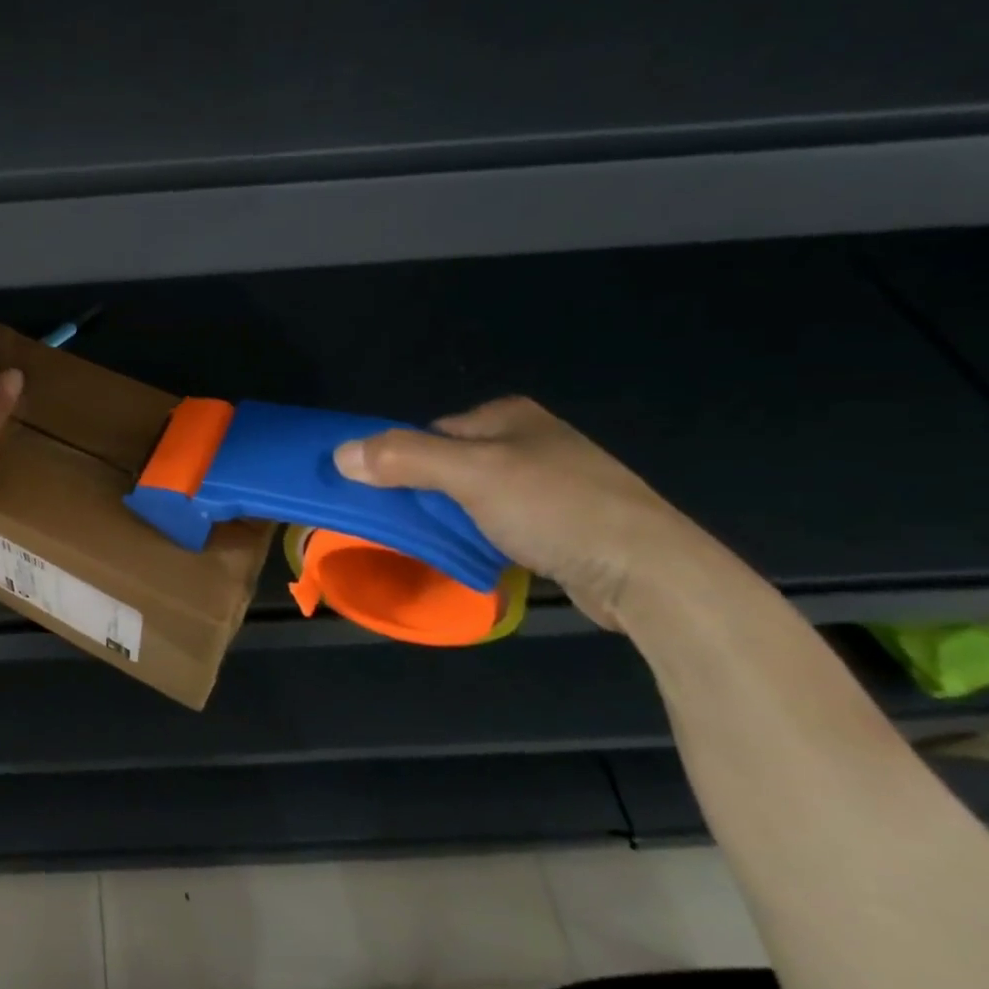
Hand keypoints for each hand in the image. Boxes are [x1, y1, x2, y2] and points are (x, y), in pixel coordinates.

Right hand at [333, 397, 708, 630]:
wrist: (648, 572)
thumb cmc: (555, 508)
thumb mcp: (470, 475)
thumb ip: (403, 458)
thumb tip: (340, 454)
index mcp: (508, 416)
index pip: (428, 432)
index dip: (400, 462)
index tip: (381, 497)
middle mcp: (528, 441)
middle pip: (448, 464)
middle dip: (424, 494)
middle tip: (404, 526)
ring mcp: (549, 482)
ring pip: (473, 497)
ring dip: (451, 520)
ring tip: (437, 545)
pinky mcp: (562, 522)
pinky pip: (500, 523)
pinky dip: (481, 537)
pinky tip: (478, 556)